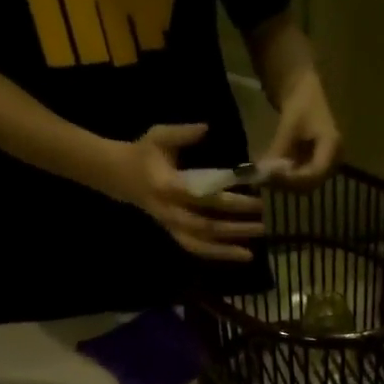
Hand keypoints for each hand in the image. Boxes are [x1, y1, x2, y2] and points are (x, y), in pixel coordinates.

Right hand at [108, 123, 263, 261]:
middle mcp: (170, 212)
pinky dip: (218, 254)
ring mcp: (172, 227)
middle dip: (236, 226)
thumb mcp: (158, 136)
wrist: (119, 176)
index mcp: (168, 186)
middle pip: (207, 225)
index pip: (204, 196)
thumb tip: (207, 128)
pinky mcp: (174, 235)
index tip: (256, 198)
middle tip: (264, 223)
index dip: (231, 200)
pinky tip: (240, 255)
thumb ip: (183, 134)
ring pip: (202, 244)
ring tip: (254, 251)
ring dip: (228, 248)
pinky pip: (197, 249)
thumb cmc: (143, 153)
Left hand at [261, 71, 340, 189]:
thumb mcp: (288, 126)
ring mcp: (327, 164)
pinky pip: (302, 178)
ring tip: (266, 177)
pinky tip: (272, 174)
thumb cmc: (300, 103)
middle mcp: (334, 160)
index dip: (294, 179)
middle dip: (288, 184)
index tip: (272, 177)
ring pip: (306, 184)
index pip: (315, 172)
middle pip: (311, 182)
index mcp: (332, 146)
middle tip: (265, 180)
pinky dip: (287, 178)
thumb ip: (278, 150)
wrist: (305, 92)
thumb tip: (264, 172)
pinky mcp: (317, 165)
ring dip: (286, 184)